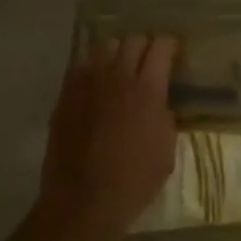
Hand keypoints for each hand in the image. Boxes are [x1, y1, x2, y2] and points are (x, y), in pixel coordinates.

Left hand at [37, 36, 179, 236]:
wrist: (84, 200)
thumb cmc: (134, 180)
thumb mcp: (167, 147)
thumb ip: (165, 113)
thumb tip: (159, 99)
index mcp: (147, 89)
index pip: (161, 46)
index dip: (171, 47)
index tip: (175, 56)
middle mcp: (116, 77)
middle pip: (133, 40)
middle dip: (146, 46)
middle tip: (151, 62)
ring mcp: (87, 83)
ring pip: (105, 46)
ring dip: (119, 52)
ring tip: (123, 68)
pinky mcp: (65, 94)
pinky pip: (81, 65)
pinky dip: (94, 67)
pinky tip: (99, 83)